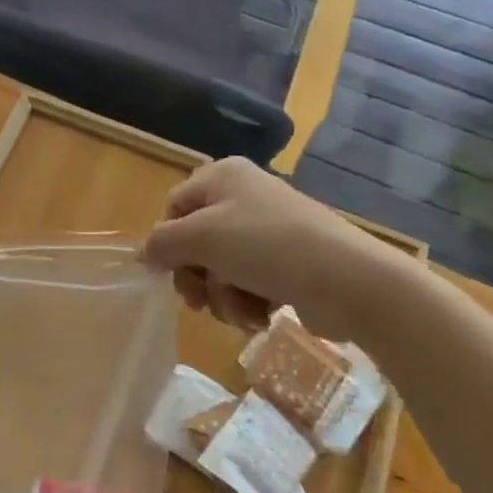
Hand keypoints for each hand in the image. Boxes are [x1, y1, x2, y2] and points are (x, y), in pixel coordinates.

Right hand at [138, 157, 415, 338]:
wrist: (349, 281)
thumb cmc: (266, 247)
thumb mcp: (201, 238)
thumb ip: (162, 244)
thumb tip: (143, 254)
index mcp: (223, 176)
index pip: (174, 207)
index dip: (169, 242)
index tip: (172, 273)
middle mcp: (244, 196)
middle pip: (196, 242)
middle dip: (197, 277)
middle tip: (200, 302)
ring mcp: (269, 230)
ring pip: (221, 268)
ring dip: (223, 296)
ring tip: (242, 312)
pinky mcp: (288, 262)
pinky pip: (250, 282)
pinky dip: (249, 303)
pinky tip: (261, 316)